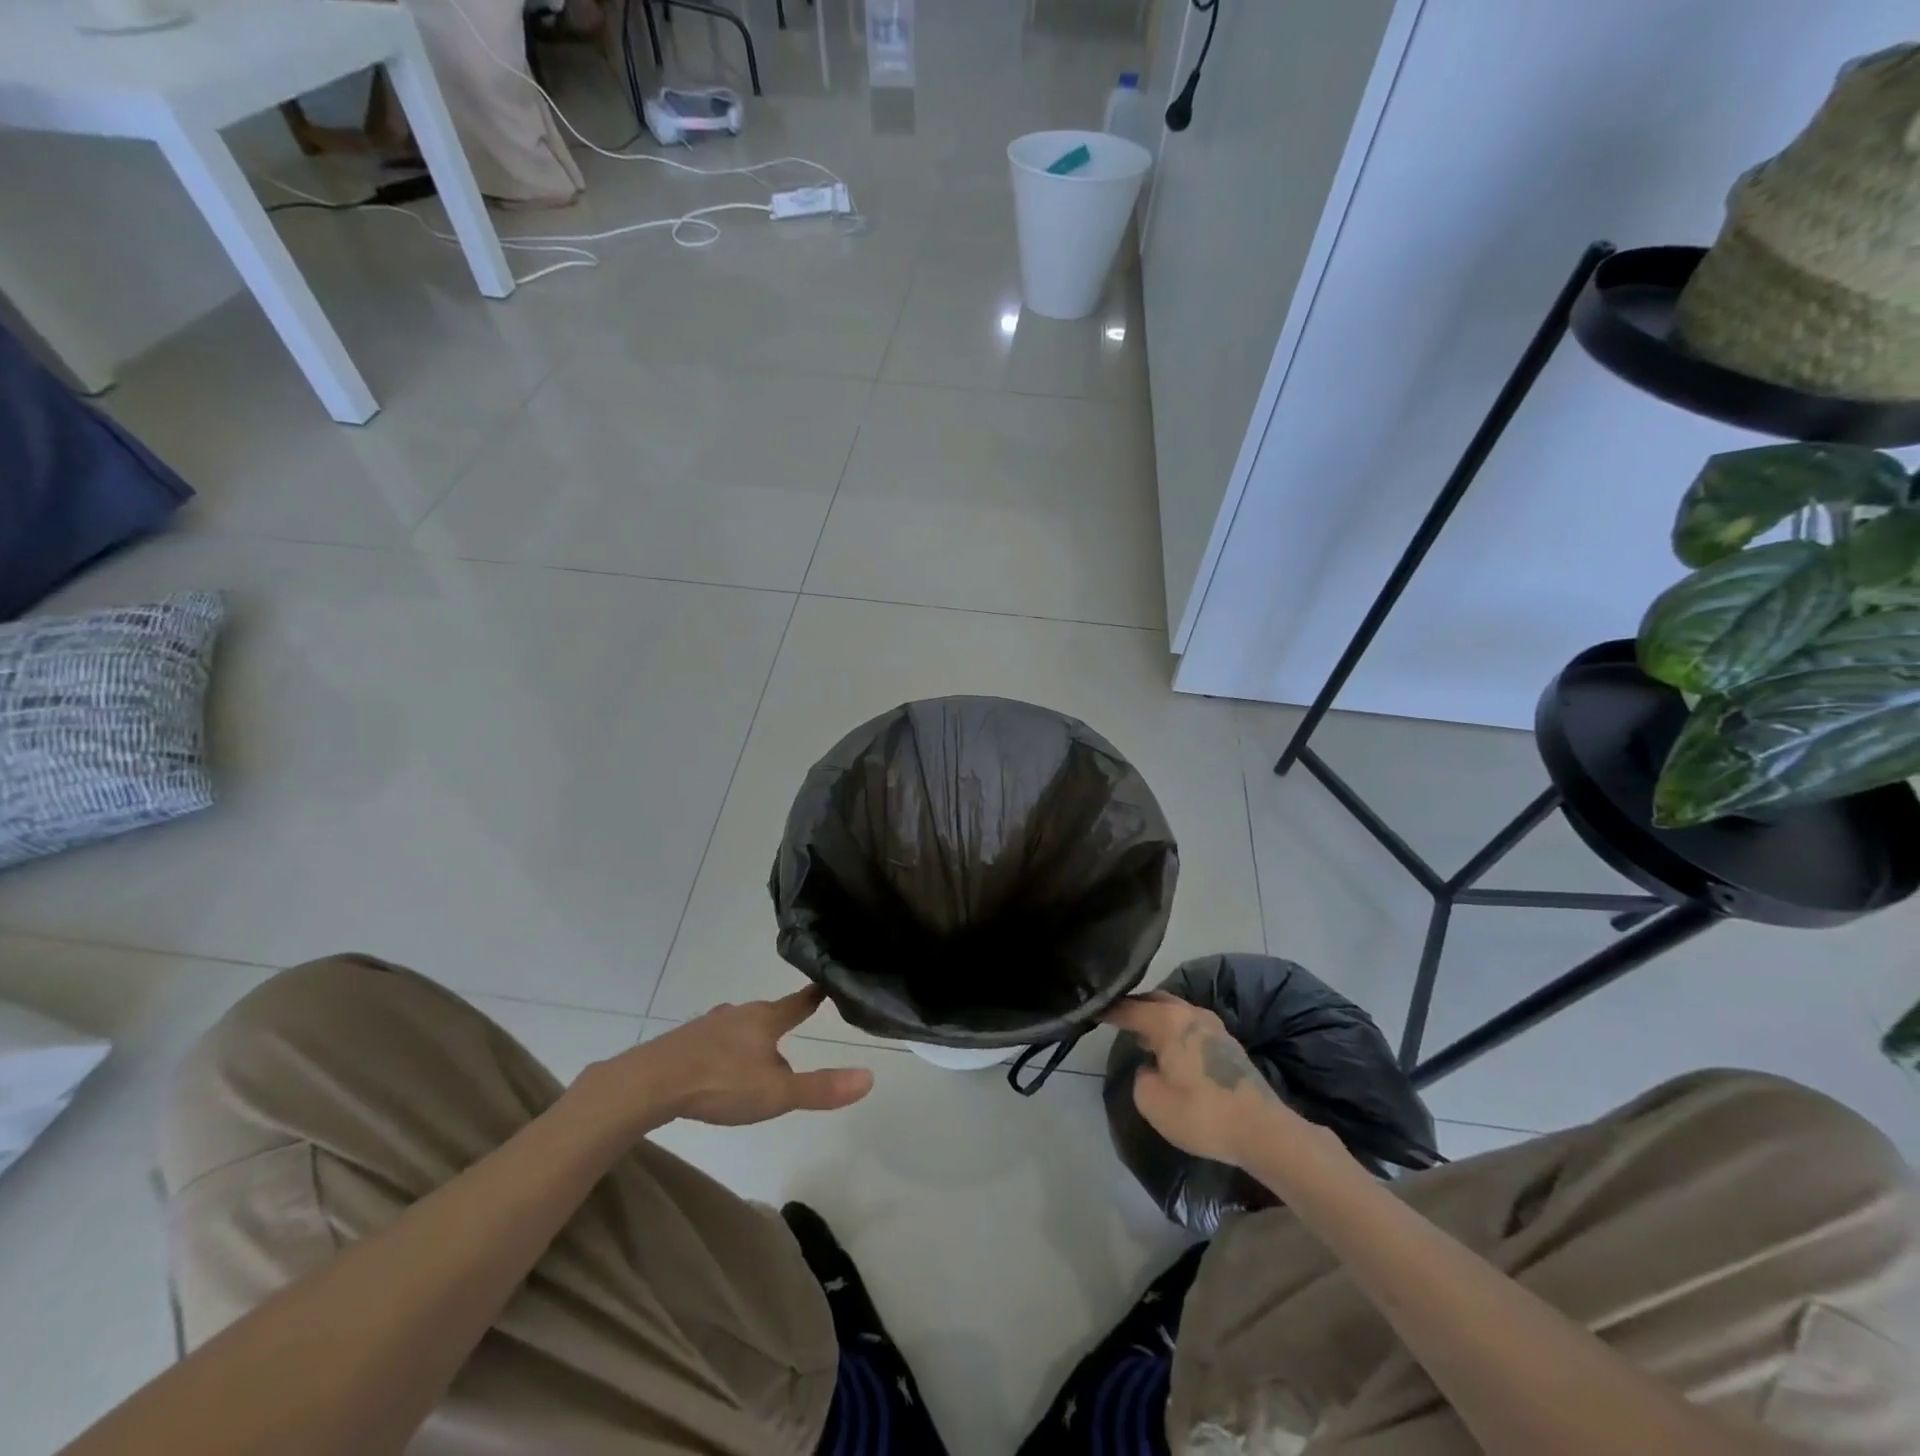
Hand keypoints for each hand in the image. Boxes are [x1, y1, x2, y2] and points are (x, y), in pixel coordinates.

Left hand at [577, 986, 873, 1132]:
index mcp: (765, 1020)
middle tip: (790, 1027)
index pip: (797, 1003)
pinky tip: (717, 1063)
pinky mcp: (684, 1040)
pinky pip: (712, 1038)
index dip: (813, 996)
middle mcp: (739, 1014)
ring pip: (737, 1024)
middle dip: (778, 1020)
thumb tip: (869, 1077)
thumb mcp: (777, 1094)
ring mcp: (708, 1025)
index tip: (824, 983)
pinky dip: (722, 1046)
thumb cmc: (720, 1083)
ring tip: (754, 1052)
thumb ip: (821, 1088)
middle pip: (766, 1014)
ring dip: (749, 1034)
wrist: (651, 1083)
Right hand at [1104, 992, 1289, 1166]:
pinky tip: (1168, 1049)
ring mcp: (1214, 1027)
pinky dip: (1174, 1031)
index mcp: (1169, 1020)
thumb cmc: (1203, 1114)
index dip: (1107, 1009)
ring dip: (1156, 1019)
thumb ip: (1141, 1077)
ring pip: (1176, 1012)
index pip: (1129, 1007)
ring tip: (1138, 1034)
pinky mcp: (1228, 1045)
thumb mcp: (1153, 1102)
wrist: (1263, 1132)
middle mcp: (1191, 1014)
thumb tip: (1151, 1068)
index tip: (1089, 1008)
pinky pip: (1190, 1026)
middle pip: (1155, 1000)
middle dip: (1134, 1006)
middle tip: (1113, 1017)